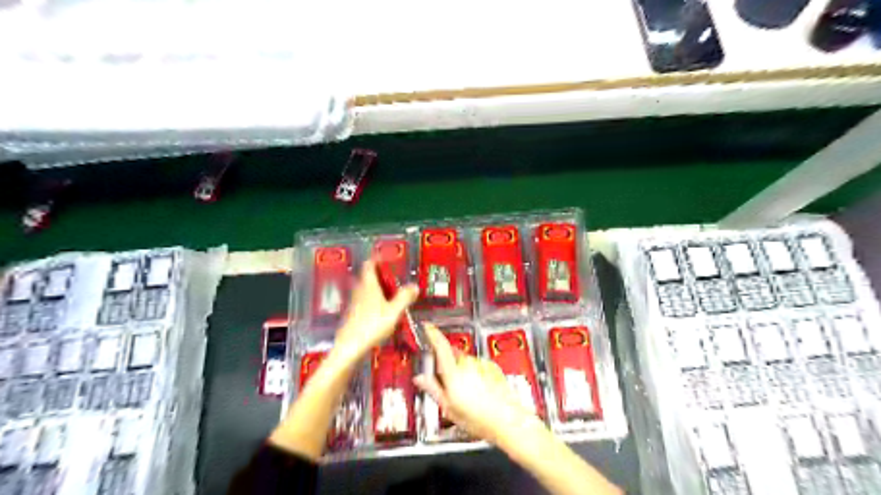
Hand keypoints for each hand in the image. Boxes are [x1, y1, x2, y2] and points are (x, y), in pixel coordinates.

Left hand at [334, 263, 423, 359]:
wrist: (349, 348)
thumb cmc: (371, 327)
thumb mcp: (393, 312)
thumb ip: (404, 298)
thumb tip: (414, 286)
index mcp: (369, 285)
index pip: (370, 264)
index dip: (377, 258)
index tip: (387, 256)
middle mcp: (360, 291)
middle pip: (368, 276)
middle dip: (381, 274)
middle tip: (394, 275)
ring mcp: (355, 303)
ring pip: (367, 289)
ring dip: (378, 288)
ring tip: (393, 292)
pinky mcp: (354, 315)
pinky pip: (366, 301)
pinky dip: (375, 300)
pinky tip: (384, 310)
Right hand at [415, 325, 536, 444]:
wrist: (508, 421)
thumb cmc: (478, 418)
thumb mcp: (449, 407)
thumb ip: (433, 388)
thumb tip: (420, 378)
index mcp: (453, 372)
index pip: (441, 345)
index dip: (432, 333)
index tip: (427, 327)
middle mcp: (468, 364)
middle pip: (452, 355)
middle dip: (447, 364)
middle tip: (447, 383)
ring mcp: (482, 364)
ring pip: (466, 362)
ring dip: (463, 371)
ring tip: (466, 393)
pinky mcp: (493, 367)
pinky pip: (479, 366)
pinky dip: (475, 374)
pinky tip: (479, 390)